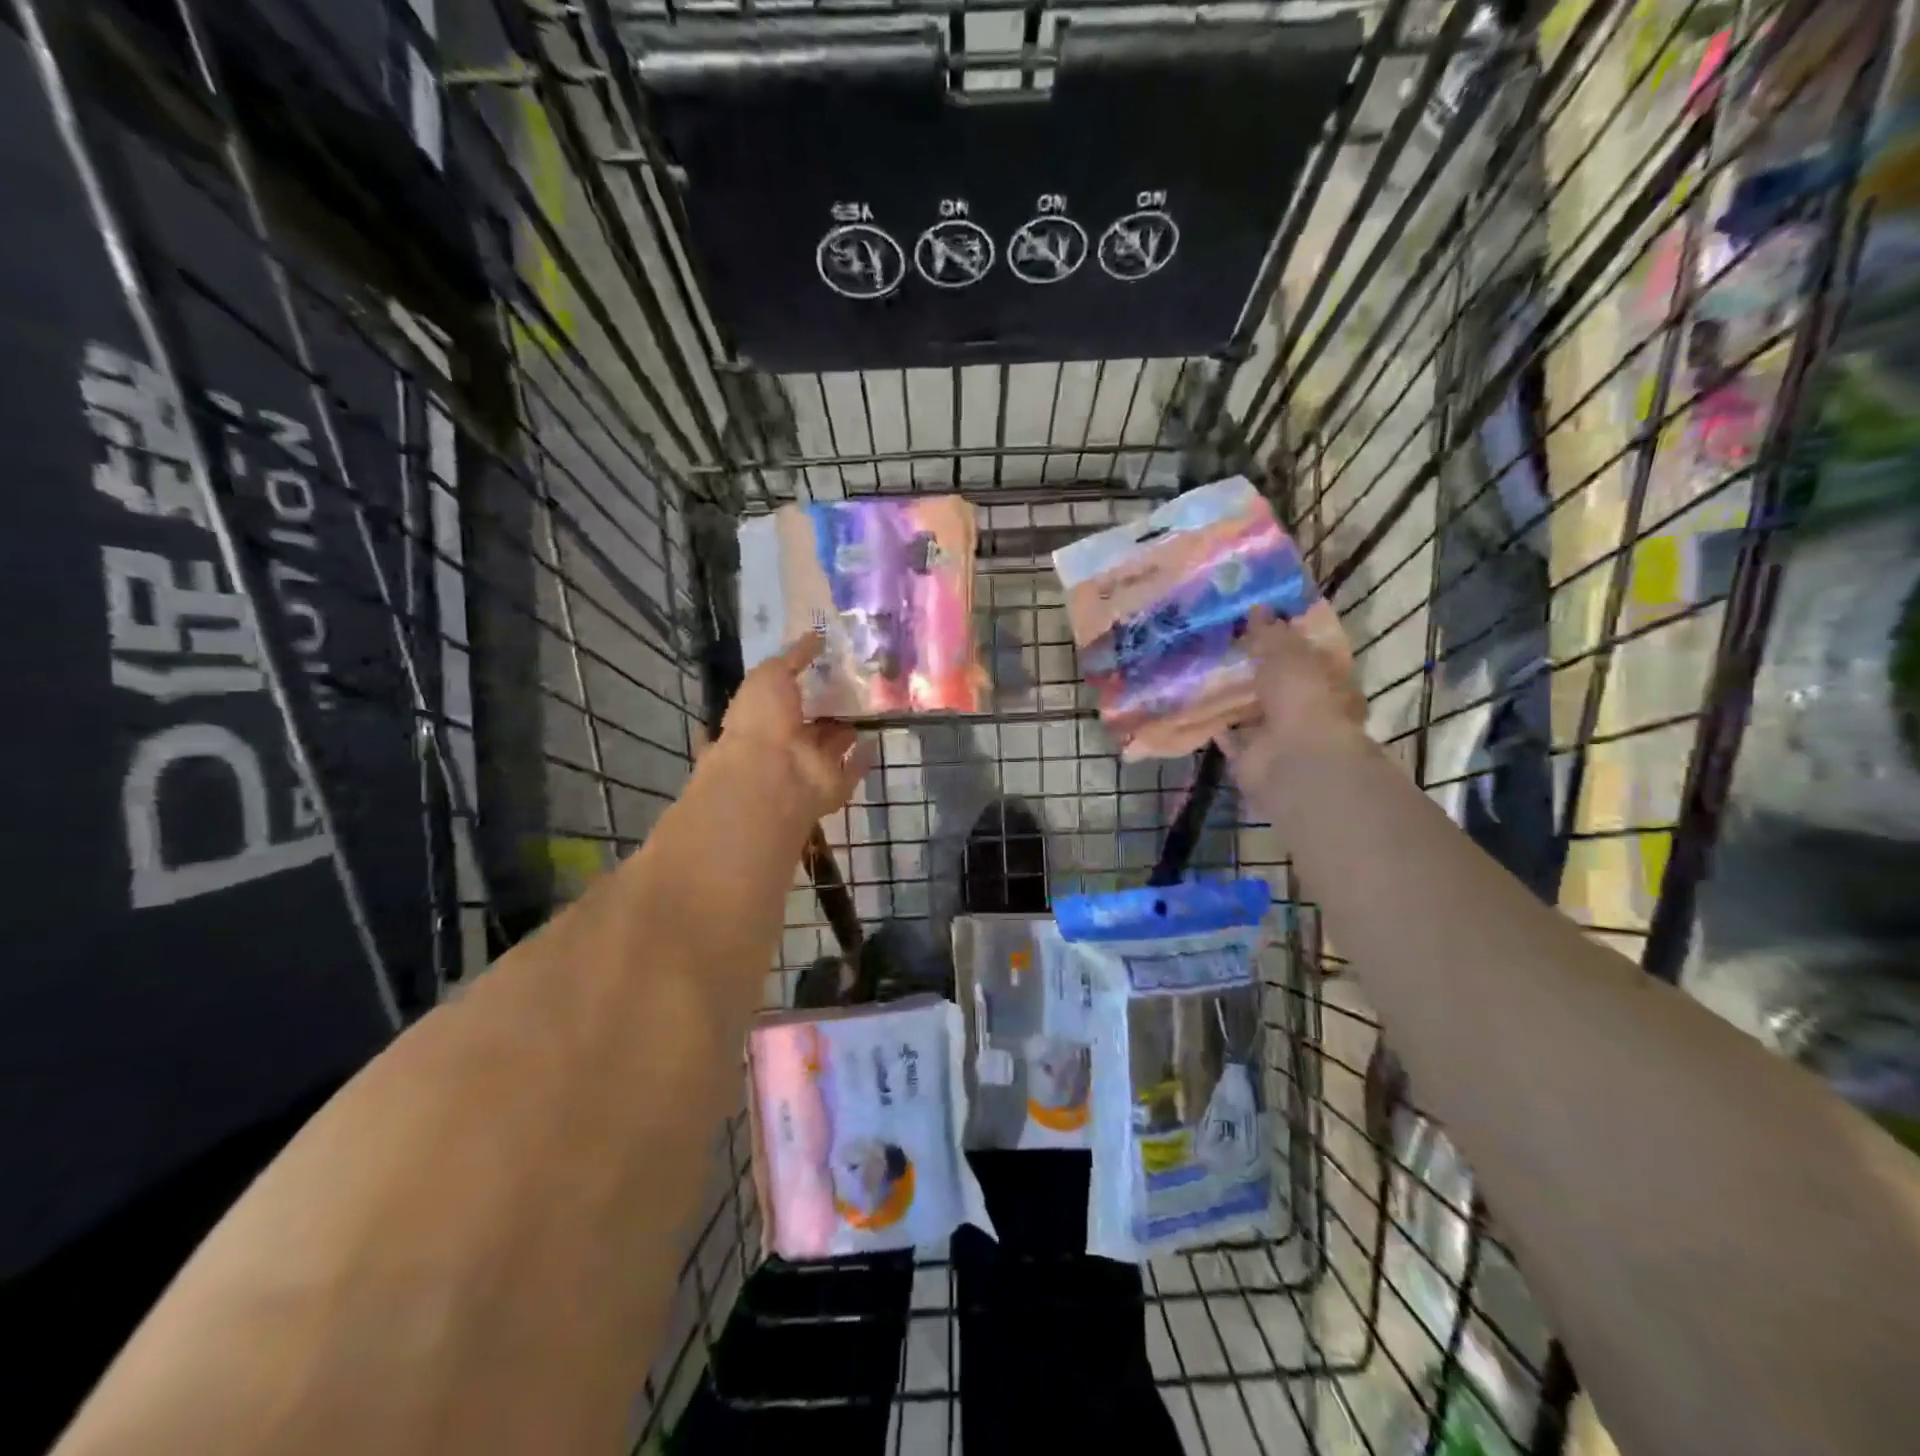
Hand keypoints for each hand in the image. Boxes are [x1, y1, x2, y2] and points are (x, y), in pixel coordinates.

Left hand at [715, 635, 876, 821]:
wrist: (772, 776)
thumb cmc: (762, 720)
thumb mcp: (771, 675)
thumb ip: (793, 656)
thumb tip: (815, 635)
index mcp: (763, 716)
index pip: (783, 697)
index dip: (801, 683)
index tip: (825, 664)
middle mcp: (786, 743)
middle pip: (811, 723)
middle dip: (829, 707)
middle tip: (856, 684)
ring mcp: (810, 766)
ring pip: (833, 745)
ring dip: (848, 730)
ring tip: (871, 706)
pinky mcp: (834, 785)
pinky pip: (852, 769)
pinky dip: (863, 757)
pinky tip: (877, 738)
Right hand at [1218, 607, 1365, 793]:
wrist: (1292, 759)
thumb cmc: (1303, 698)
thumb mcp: (1288, 654)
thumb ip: (1271, 632)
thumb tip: (1257, 607)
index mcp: (1328, 684)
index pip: (1308, 657)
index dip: (1286, 641)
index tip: (1259, 624)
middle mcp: (1306, 712)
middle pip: (1278, 687)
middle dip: (1256, 672)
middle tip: (1224, 648)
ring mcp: (1278, 738)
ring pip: (1253, 713)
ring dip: (1234, 699)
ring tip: (1203, 674)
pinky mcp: (1251, 759)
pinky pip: (1230, 738)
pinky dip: (1217, 726)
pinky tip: (1195, 708)